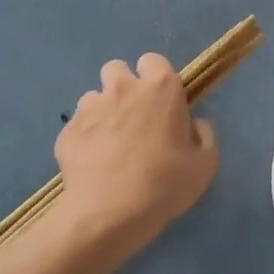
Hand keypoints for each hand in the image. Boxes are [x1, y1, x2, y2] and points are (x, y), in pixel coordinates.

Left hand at [55, 54, 218, 249]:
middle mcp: (123, 89)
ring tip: (110, 141)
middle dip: (124, 86)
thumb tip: (194, 124)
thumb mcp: (205, 164)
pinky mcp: (67, 131)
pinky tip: (94, 161)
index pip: (153, 60)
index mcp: (160, 88)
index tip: (161, 101)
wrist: (110, 213)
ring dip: (103, 111)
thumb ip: (204, 135)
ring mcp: (90, 108)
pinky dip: (85, 136)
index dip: (156, 77)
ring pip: (94, 96)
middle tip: (133, 116)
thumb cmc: (165, 184)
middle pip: (117, 69)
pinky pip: (77, 124)